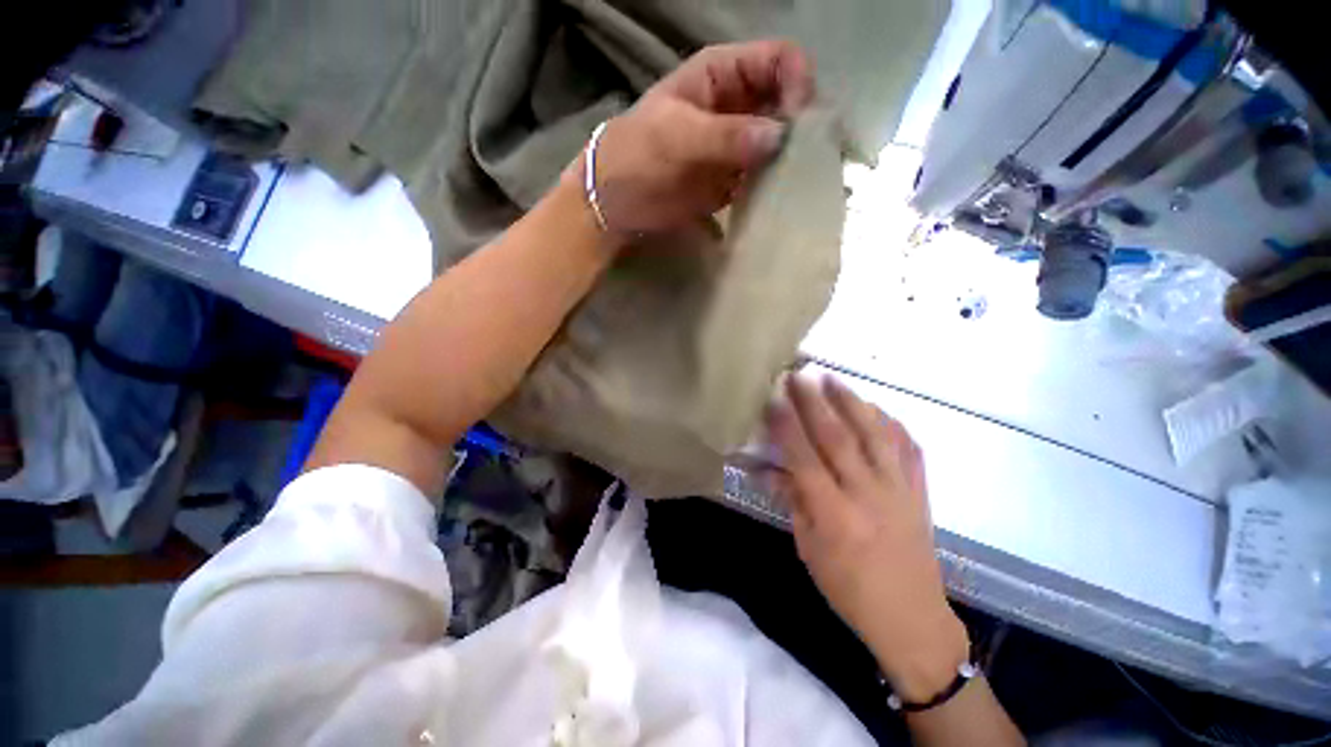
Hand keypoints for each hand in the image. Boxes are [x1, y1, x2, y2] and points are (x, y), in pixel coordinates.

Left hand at [578, 40, 814, 233]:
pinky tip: (782, 198)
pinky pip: (765, 176)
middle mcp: (738, 105)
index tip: (798, 123)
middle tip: (810, 158)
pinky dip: (776, 184)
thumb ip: (725, 135)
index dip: (797, 83)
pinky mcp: (734, 179)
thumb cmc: (636, 156)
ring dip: (793, 159)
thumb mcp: (675, 136)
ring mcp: (738, 145)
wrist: (617, 202)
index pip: (779, 61)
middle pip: (787, 102)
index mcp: (723, 75)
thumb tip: (778, 137)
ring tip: (801, 182)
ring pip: (780, 141)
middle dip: (802, 125)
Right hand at [765, 373, 969, 702]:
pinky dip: (892, 424)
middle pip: (839, 437)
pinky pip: (908, 448)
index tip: (773, 399)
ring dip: (852, 402)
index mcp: (835, 514)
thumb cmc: (849, 589)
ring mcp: (899, 489)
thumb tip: (766, 469)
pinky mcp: (920, 492)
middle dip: (815, 402)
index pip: (805, 458)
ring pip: (875, 435)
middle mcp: (868, 494)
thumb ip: (791, 502)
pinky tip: (877, 408)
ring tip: (834, 379)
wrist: (912, 618)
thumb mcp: (809, 549)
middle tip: (799, 375)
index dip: (787, 426)